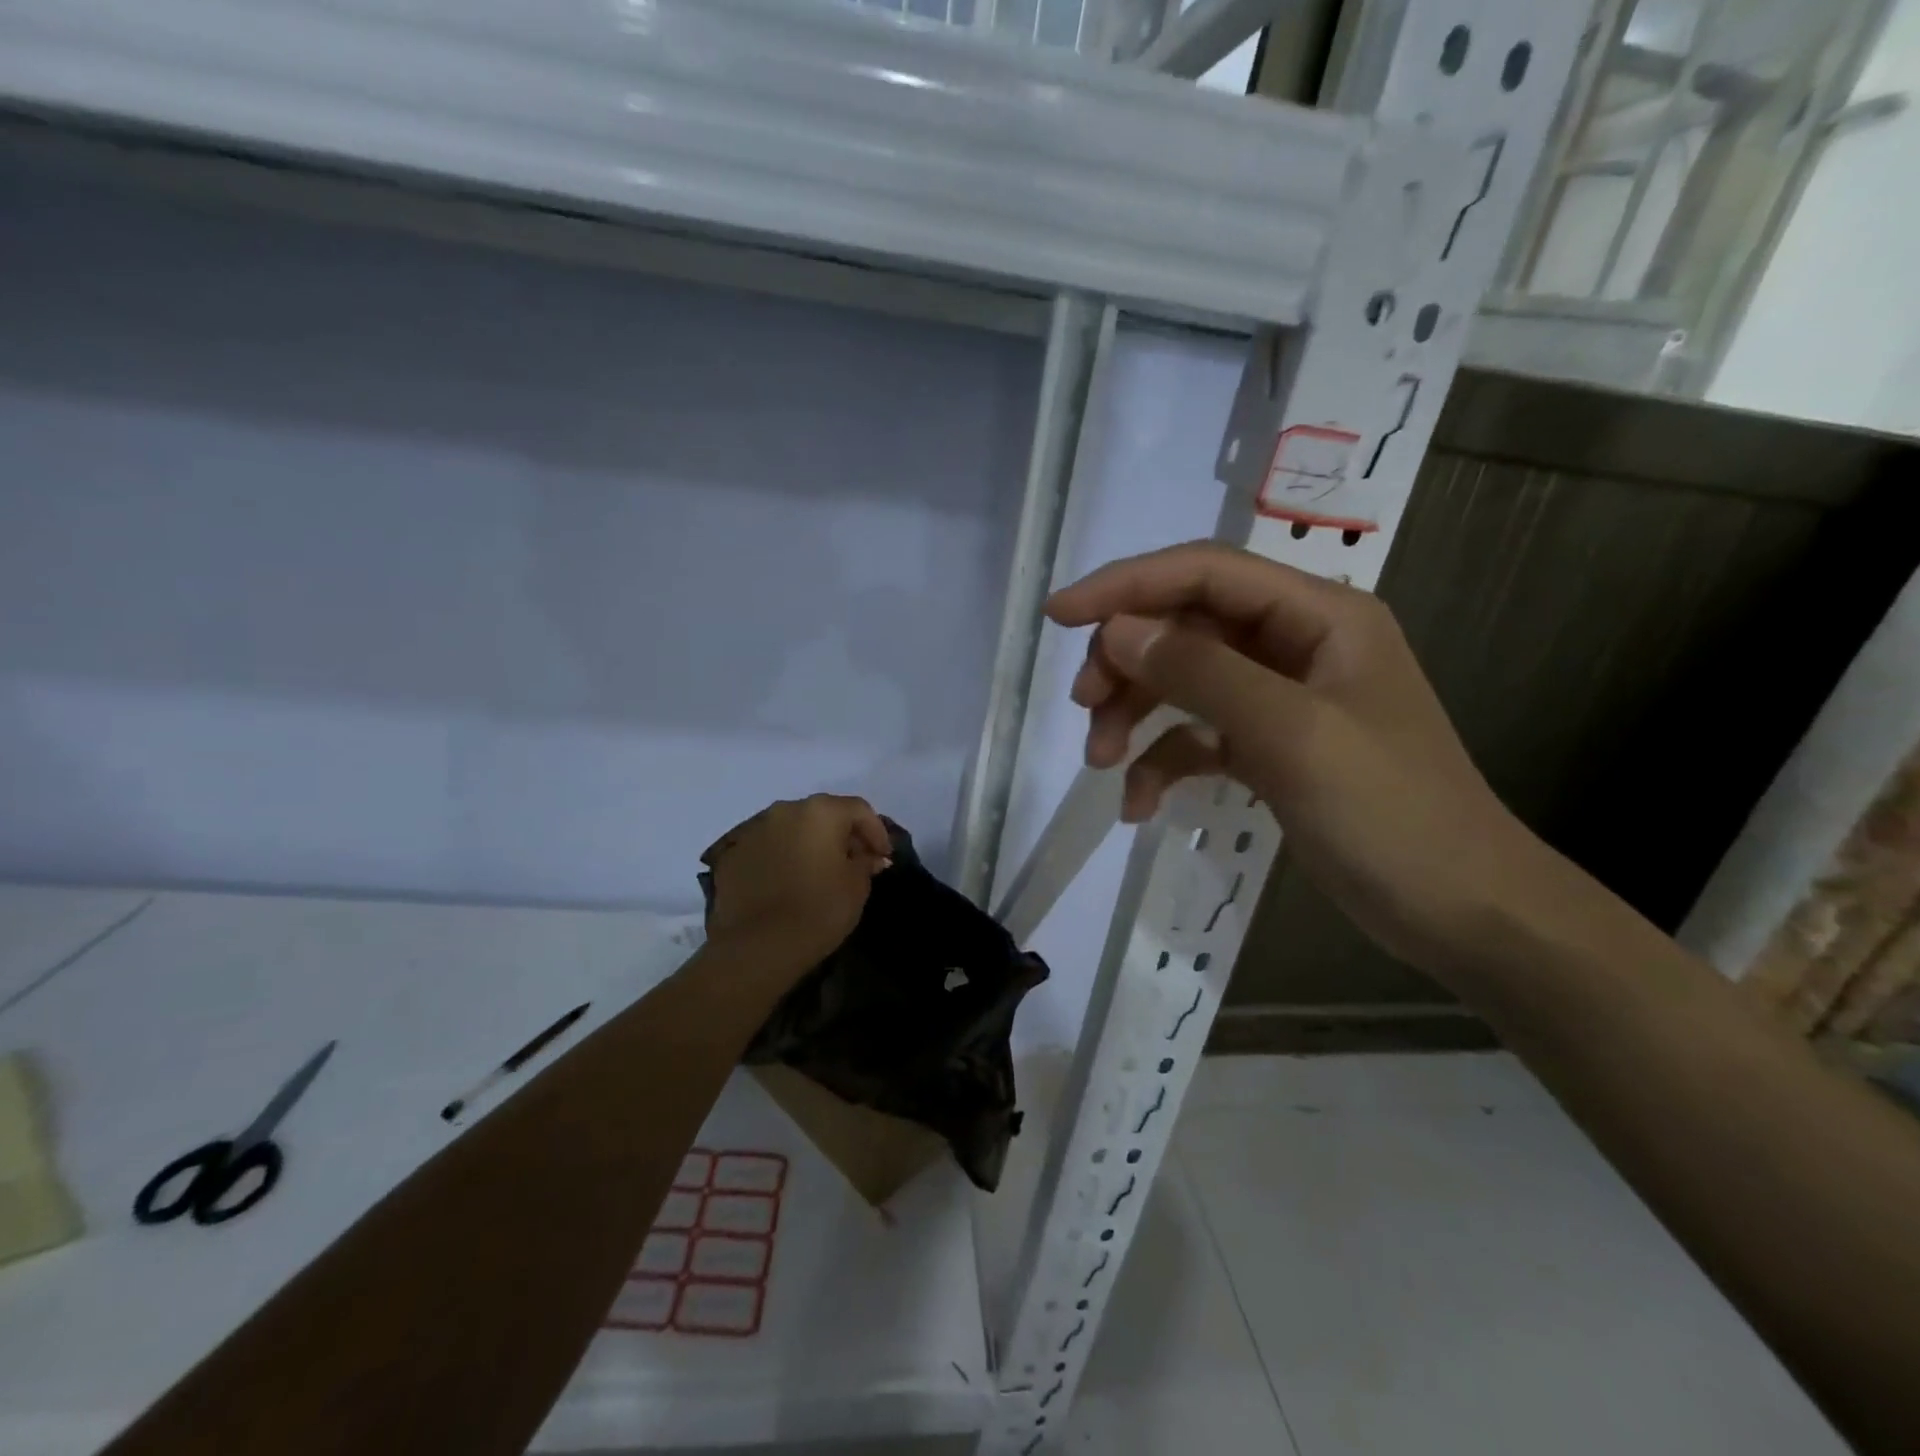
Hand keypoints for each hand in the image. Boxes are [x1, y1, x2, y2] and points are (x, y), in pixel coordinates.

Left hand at [700, 795, 893, 971]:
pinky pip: (766, 848)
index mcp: (821, 812)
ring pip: (791, 828)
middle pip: (823, 814)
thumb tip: (868, 856)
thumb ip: (865, 862)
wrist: (759, 947)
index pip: (858, 810)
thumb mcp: (857, 886)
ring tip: (818, 872)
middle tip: (854, 862)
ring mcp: (753, 830)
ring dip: (808, 843)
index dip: (877, 832)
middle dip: (841, 834)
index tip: (883, 857)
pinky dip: (781, 858)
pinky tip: (787, 883)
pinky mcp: (732, 854)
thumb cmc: (819, 910)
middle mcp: (785, 810)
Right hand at [1046, 542, 1554, 978]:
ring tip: (1100, 761)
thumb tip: (1119, 630)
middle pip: (1185, 625)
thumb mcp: (1291, 734)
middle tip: (1083, 707)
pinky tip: (1138, 805)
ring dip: (1134, 714)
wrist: (1460, 911)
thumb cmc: (1390, 813)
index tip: (1059, 615)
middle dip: (1126, 661)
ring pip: (1182, 681)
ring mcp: (1280, 698)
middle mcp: (1296, 643)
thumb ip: (1202, 673)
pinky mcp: (1267, 748)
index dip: (1126, 585)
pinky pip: (1196, 736)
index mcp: (1318, 615)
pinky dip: (1161, 763)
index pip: (1205, 573)